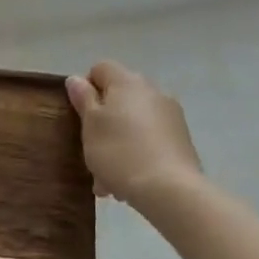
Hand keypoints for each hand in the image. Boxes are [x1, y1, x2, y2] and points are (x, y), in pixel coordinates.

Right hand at [65, 62, 202, 213]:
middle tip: (89, 148)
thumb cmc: (119, 151)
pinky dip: (135, 153)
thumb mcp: (90, 125)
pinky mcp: (182, 140)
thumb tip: (76, 79)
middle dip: (102, 121)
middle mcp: (152, 91)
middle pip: (119, 97)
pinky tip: (125, 181)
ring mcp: (171, 116)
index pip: (101, 68)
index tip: (79, 114)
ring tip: (105, 176)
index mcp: (127, 82)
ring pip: (133, 122)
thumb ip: (83, 99)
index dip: (85, 87)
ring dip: (117, 141)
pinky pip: (149, 140)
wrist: (169, 190)